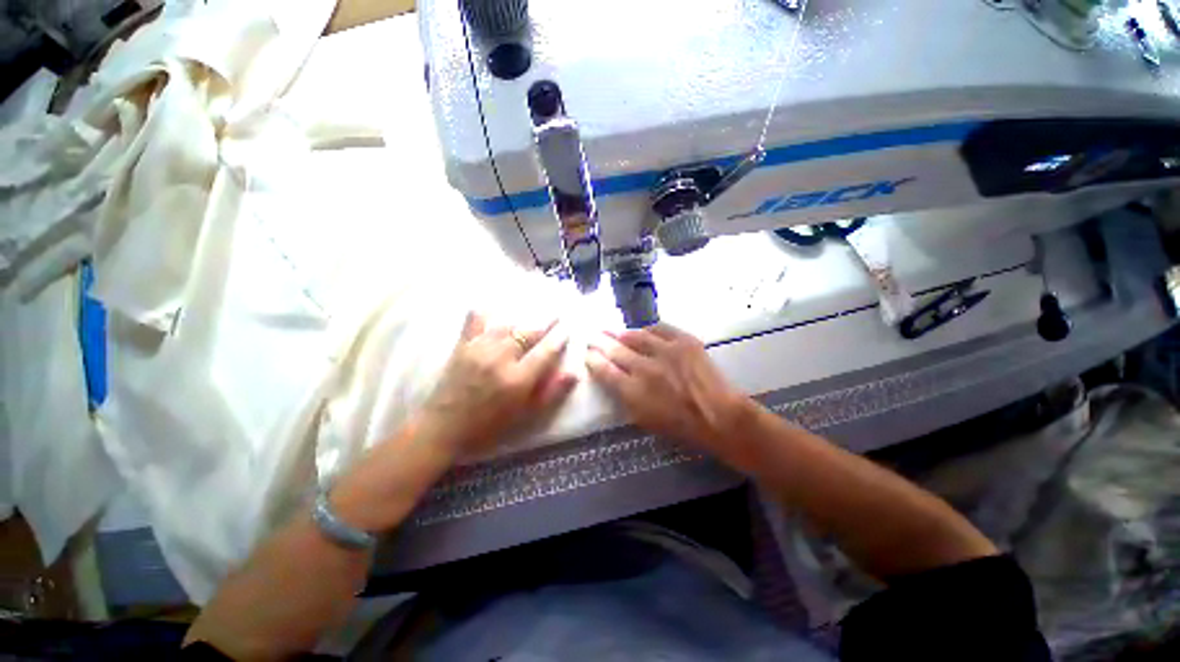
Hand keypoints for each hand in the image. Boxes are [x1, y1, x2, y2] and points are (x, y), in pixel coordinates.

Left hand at [422, 311, 576, 457]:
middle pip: (528, 333)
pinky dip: (484, 311)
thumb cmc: (488, 426)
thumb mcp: (525, 416)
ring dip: (523, 318)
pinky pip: (475, 320)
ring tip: (534, 311)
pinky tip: (492, 305)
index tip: (568, 329)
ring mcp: (479, 349)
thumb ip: (551, 393)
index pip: (546, 352)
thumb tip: (574, 373)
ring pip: (507, 325)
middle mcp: (501, 359)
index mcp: (518, 379)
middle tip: (557, 314)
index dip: (559, 338)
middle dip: (546, 322)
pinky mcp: (462, 346)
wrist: (443, 429)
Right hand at [585, 324, 753, 455]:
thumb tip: (614, 379)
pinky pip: (660, 328)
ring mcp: (665, 351)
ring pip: (635, 336)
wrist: (719, 415)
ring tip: (613, 331)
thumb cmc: (680, 426)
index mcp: (633, 391)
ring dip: (621, 333)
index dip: (593, 360)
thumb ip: (625, 397)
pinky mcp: (684, 341)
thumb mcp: (645, 420)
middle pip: (616, 350)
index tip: (588, 354)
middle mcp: (645, 367)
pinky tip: (643, 330)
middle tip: (593, 336)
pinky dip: (648, 329)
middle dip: (601, 342)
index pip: (604, 370)